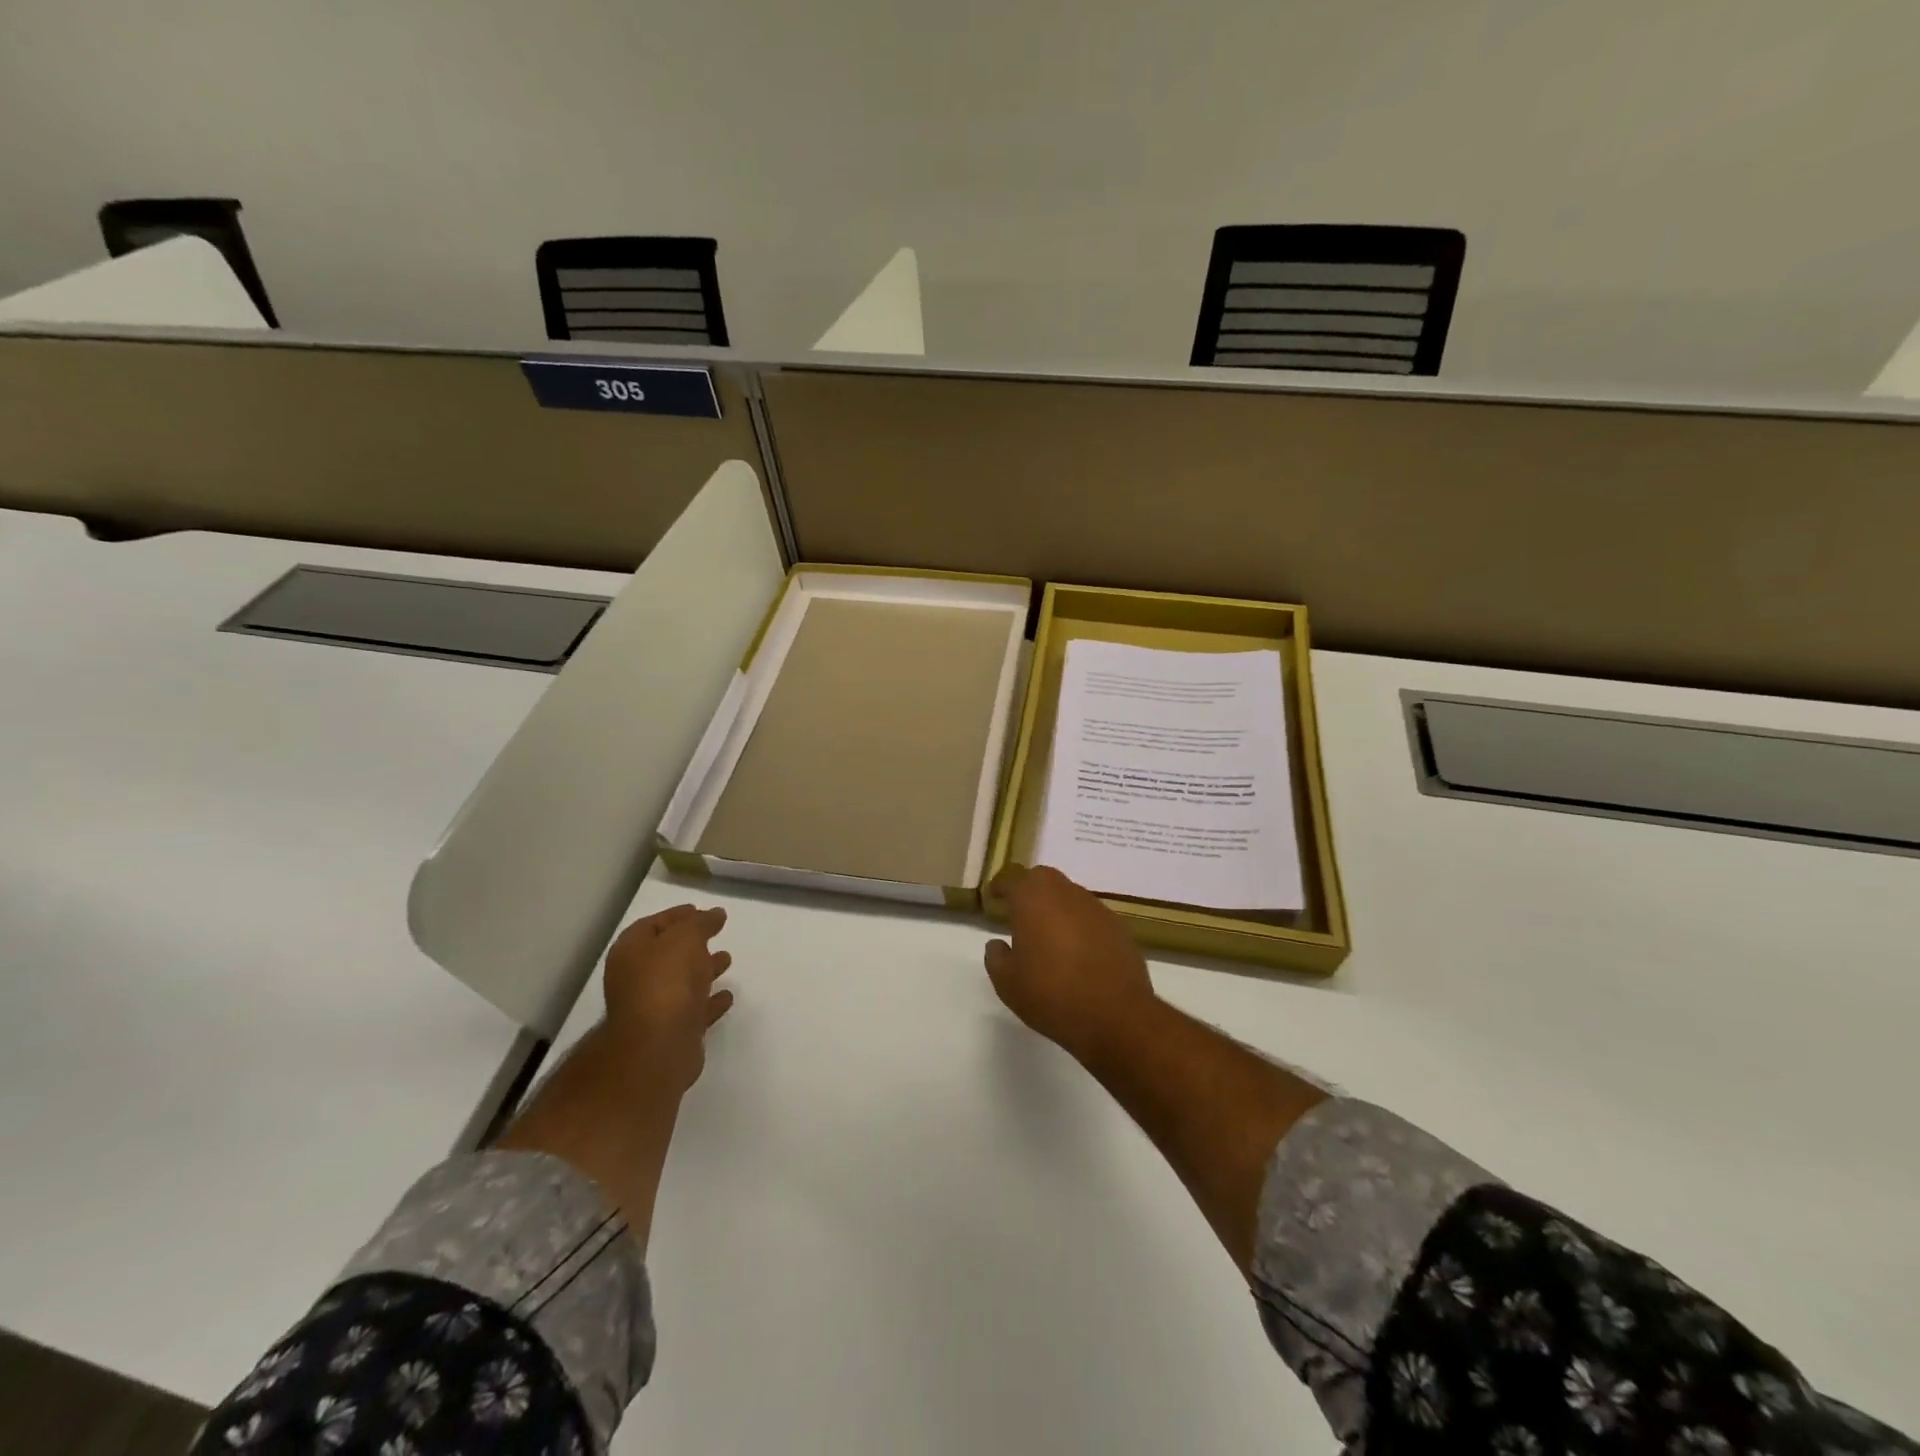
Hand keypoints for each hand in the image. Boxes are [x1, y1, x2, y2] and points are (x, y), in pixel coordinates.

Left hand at [602, 904, 733, 1096]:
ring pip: (681, 983)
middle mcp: (636, 979)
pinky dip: (709, 1002)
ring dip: (703, 971)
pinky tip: (727, 996)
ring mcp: (653, 1009)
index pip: (652, 925)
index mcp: (631, 953)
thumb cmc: (667, 982)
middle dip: (691, 944)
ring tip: (727, 960)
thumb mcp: (686, 938)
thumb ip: (701, 923)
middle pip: (666, 955)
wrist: (658, 1047)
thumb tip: (714, 914)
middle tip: (715, 933)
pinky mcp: (672, 1033)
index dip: (675, 916)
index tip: (700, 911)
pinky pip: (694, 1011)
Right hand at [984, 865, 1157, 1060]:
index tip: (994, 896)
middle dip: (1030, 890)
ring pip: (1070, 896)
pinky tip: (1077, 952)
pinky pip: (1091, 917)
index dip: (1001, 887)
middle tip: (1021, 912)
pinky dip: (1080, 926)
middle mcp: (1066, 893)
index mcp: (1033, 899)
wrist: (1115, 1016)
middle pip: (1044, 879)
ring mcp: (1096, 908)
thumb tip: (997, 944)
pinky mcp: (1118, 928)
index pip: (1012, 880)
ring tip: (1049, 935)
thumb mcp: (1008, 983)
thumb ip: (996, 957)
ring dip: (1057, 908)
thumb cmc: (1051, 994)